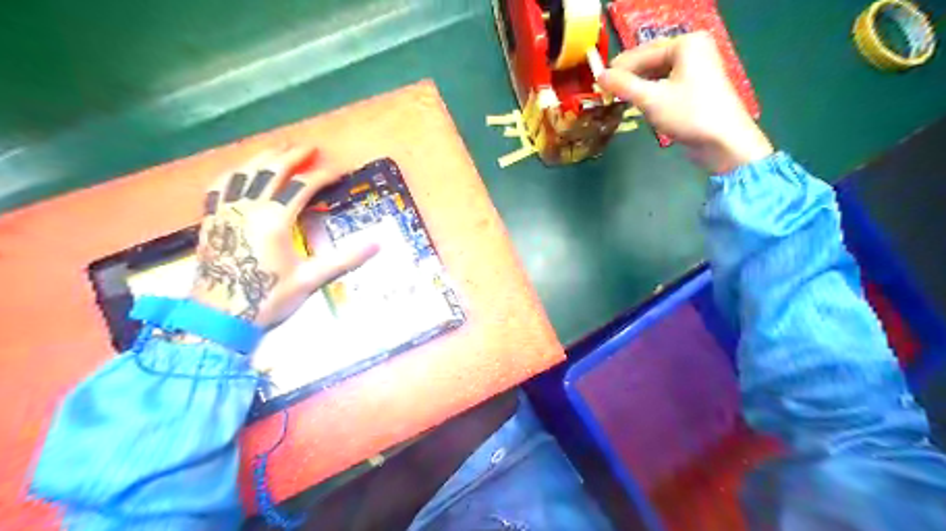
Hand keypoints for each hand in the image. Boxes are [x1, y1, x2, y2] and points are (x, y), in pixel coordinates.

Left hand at [190, 144, 378, 327]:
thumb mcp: (311, 279)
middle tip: (310, 147)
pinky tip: (239, 172)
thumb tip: (378, 243)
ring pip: (244, 172)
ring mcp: (225, 211)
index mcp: (274, 219)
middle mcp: (248, 207)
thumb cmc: (268, 297)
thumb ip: (345, 259)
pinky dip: (233, 174)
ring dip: (263, 158)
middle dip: (292, 156)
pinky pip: (219, 187)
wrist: (219, 317)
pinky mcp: (211, 220)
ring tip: (279, 150)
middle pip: (271, 170)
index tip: (340, 171)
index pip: (302, 185)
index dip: (323, 175)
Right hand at [602, 30, 771, 172]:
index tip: (597, 83)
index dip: (619, 69)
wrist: (724, 142)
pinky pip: (667, 83)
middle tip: (606, 92)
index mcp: (686, 44)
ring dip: (638, 86)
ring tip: (619, 99)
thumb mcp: (651, 99)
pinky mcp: (697, 86)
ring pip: (658, 73)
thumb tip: (599, 75)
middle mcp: (693, 49)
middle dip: (629, 77)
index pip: (642, 53)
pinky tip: (639, 103)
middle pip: (650, 60)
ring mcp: (697, 67)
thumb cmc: (689, 115)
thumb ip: (623, 85)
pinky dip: (652, 92)